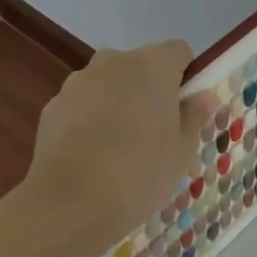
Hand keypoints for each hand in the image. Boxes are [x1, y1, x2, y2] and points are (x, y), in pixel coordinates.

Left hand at [23, 41, 216, 256]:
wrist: (69, 204)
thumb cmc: (140, 173)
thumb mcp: (182, 151)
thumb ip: (194, 115)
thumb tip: (203, 95)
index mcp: (153, 65)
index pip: (178, 52)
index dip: (185, 76)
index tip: (184, 109)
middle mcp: (114, 62)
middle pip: (140, 65)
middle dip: (148, 88)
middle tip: (154, 131)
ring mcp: (79, 81)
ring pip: (108, 83)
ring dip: (116, 101)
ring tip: (118, 147)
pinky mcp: (53, 105)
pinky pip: (81, 104)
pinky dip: (88, 119)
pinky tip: (90, 155)